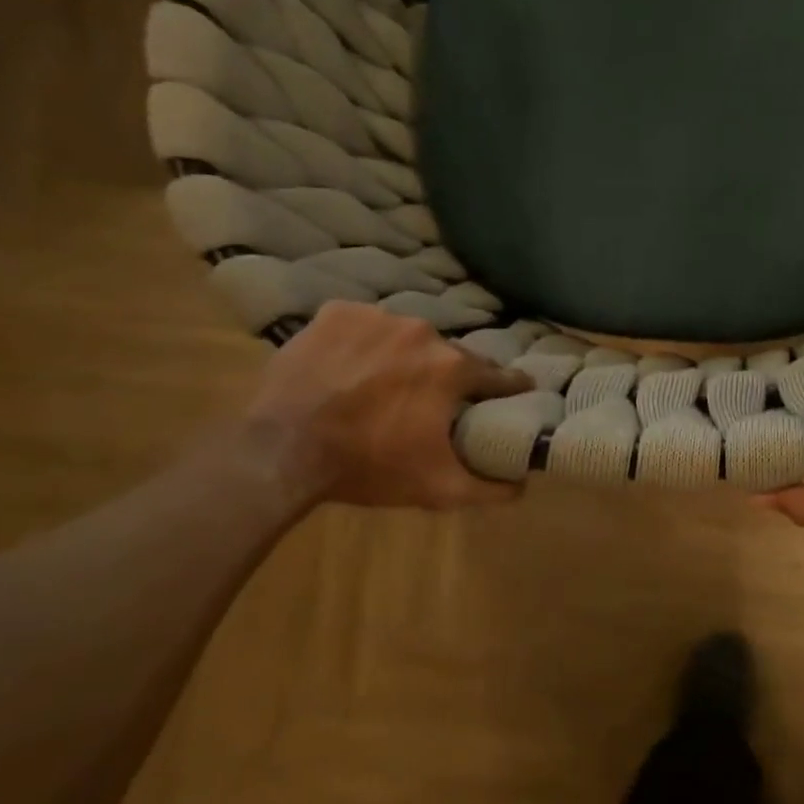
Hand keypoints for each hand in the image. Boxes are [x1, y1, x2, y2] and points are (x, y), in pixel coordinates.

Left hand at [241, 302, 529, 509]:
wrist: (281, 451)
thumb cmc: (368, 467)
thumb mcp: (438, 488)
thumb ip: (490, 489)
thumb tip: (523, 486)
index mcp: (452, 367)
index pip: (497, 374)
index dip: (508, 387)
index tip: (515, 393)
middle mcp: (422, 331)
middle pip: (448, 354)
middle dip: (446, 375)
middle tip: (432, 400)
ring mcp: (376, 317)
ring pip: (405, 337)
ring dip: (404, 357)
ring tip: (385, 385)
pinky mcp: (335, 314)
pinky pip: (363, 325)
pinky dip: (363, 342)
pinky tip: (350, 367)